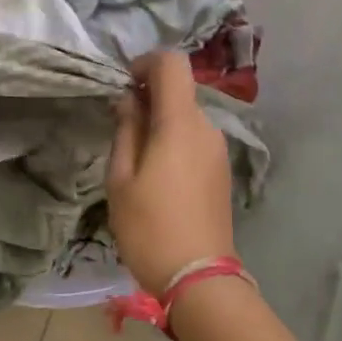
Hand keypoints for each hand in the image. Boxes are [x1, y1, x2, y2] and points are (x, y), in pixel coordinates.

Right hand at [107, 51, 234, 294]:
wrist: (199, 277)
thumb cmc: (149, 227)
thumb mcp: (120, 178)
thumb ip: (126, 130)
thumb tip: (129, 101)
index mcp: (180, 123)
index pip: (172, 64)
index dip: (146, 63)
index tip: (124, 85)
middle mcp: (206, 128)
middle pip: (179, 91)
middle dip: (148, 98)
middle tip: (120, 129)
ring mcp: (218, 150)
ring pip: (186, 117)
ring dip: (160, 122)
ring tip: (135, 160)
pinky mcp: (221, 170)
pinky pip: (194, 139)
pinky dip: (174, 141)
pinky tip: (157, 176)